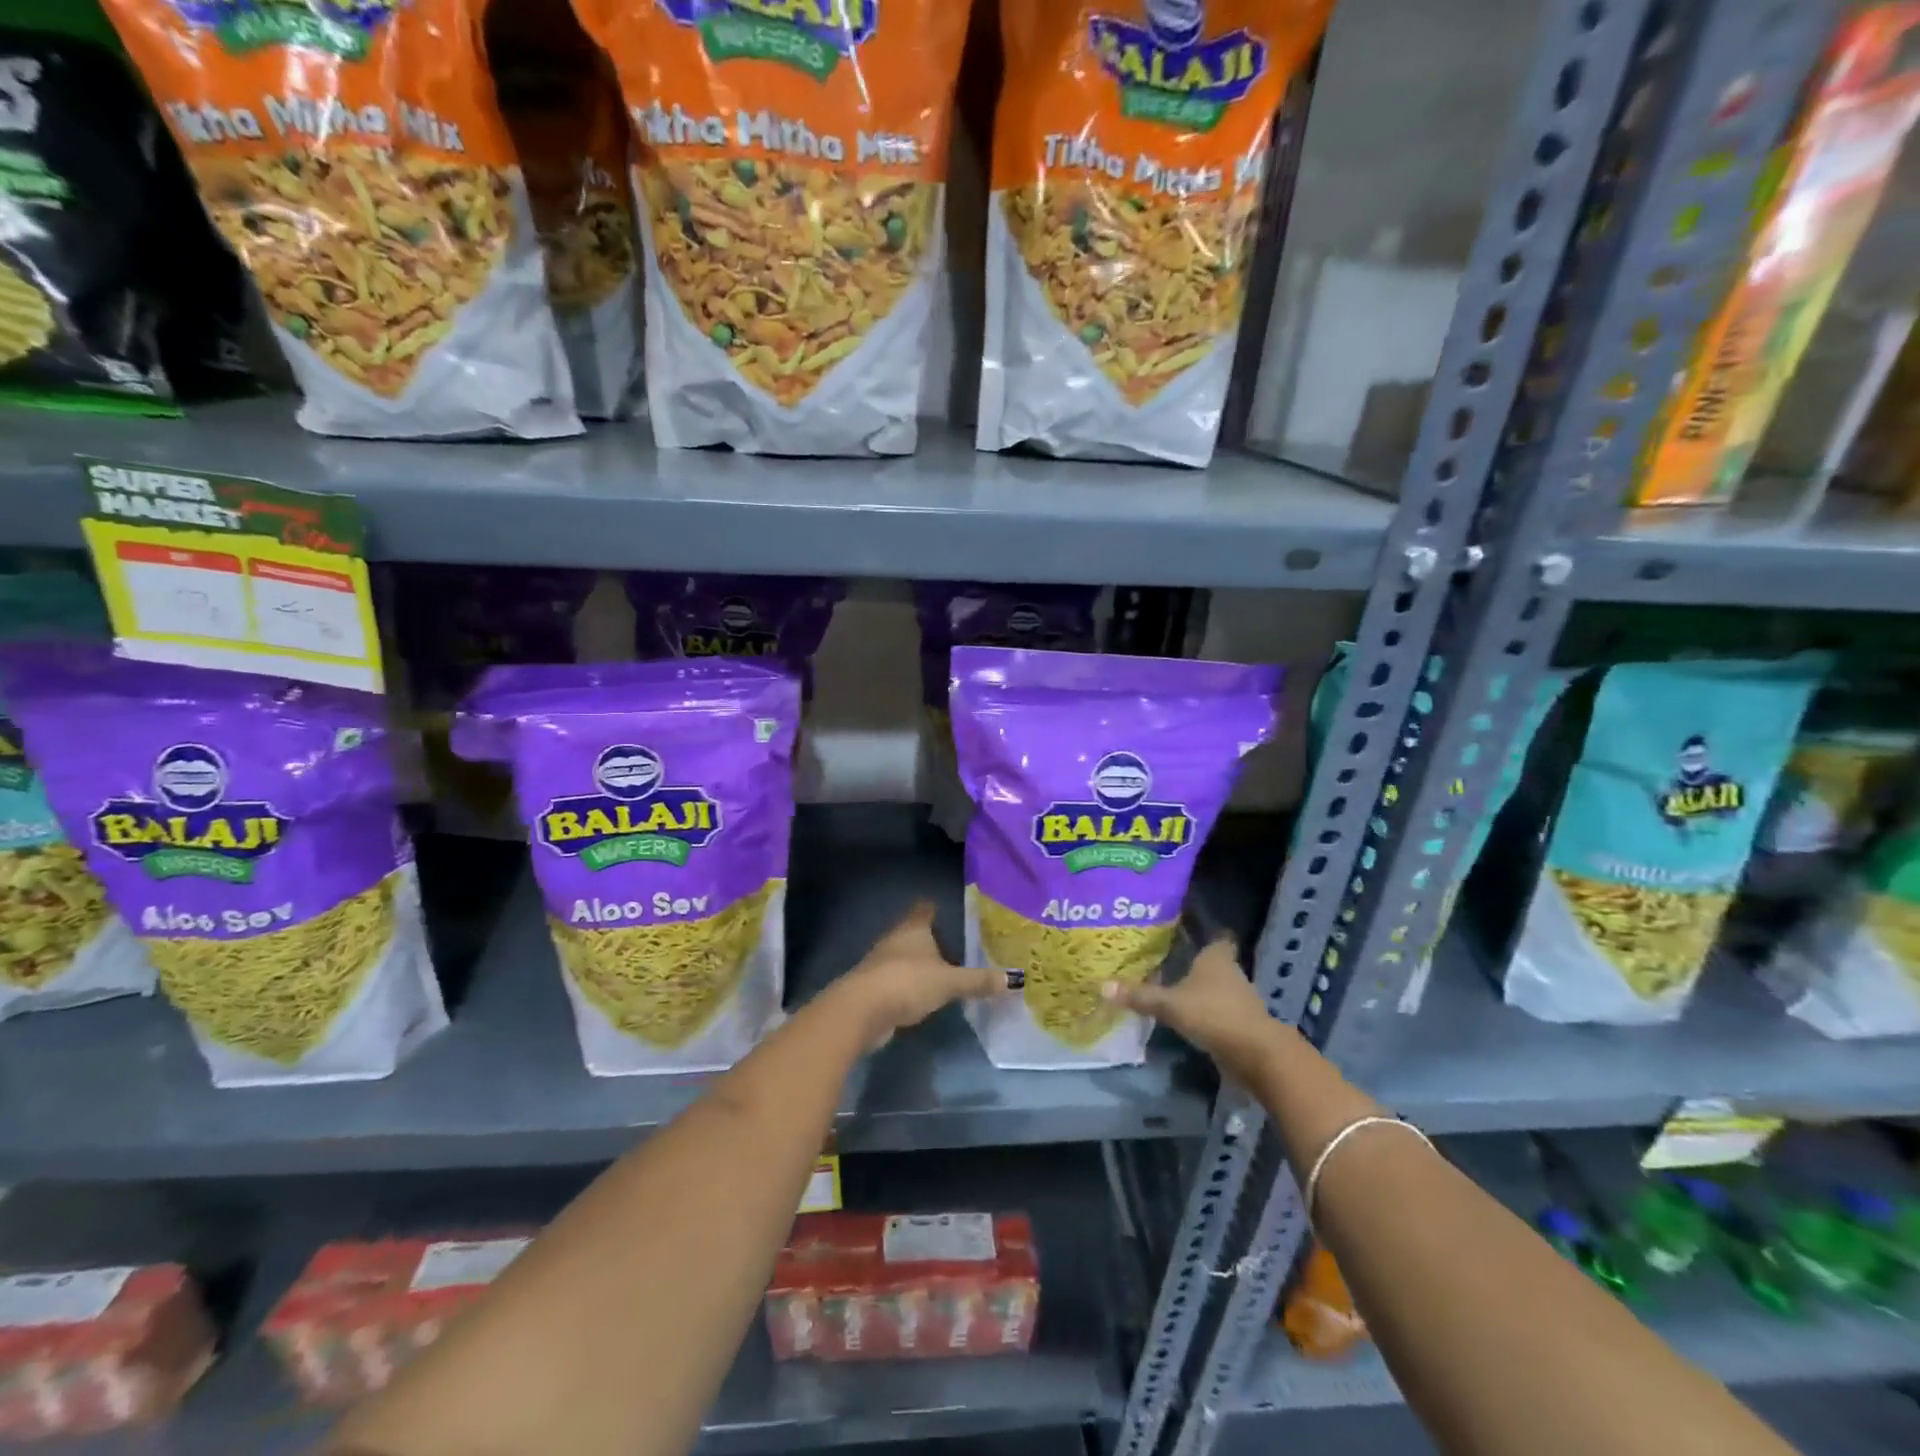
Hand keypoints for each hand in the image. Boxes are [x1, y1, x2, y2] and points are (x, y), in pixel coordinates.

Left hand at [834, 901, 1006, 1049]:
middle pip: (912, 933)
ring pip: (903, 958)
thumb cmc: (908, 982)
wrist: (862, 1010)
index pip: (924, 910)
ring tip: (939, 973)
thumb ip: (978, 981)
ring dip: (917, 964)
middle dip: (928, 939)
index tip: (942, 909)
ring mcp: (880, 964)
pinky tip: (920, 996)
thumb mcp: (949, 982)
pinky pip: (896, 981)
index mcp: (913, 929)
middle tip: (952, 946)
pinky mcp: (873, 988)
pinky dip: (908, 986)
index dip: (933, 908)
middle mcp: (895, 940)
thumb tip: (1014, 979)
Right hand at [1103, 937, 1290, 1086]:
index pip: (1216, 935)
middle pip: (1212, 961)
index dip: (1204, 931)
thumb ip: (1139, 996)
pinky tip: (1185, 1016)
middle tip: (1165, 959)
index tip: (1185, 930)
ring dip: (1199, 989)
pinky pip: (1218, 1009)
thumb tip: (1102, 986)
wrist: (1256, 1054)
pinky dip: (1205, 1011)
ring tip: (1170, 987)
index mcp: (1216, 957)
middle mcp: (1230, 972)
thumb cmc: (1213, 1014)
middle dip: (1193, 961)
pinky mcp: (1241, 1022)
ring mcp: (1238, 998)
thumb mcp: (1170, 1004)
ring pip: (1215, 986)